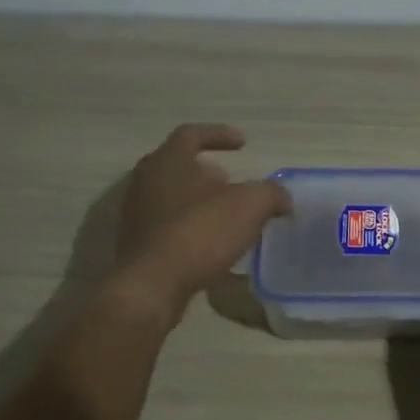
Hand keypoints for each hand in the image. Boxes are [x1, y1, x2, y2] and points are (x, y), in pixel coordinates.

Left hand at [114, 124, 290, 316]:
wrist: (152, 285)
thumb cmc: (200, 232)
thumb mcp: (250, 205)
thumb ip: (270, 194)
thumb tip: (282, 198)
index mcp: (168, 161)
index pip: (192, 134)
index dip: (219, 135)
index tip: (243, 143)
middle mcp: (146, 182)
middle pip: (179, 166)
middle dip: (209, 173)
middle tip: (232, 183)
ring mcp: (137, 215)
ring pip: (173, 198)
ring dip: (201, 203)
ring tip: (229, 217)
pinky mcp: (138, 245)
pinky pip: (170, 227)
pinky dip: (193, 229)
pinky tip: (214, 245)